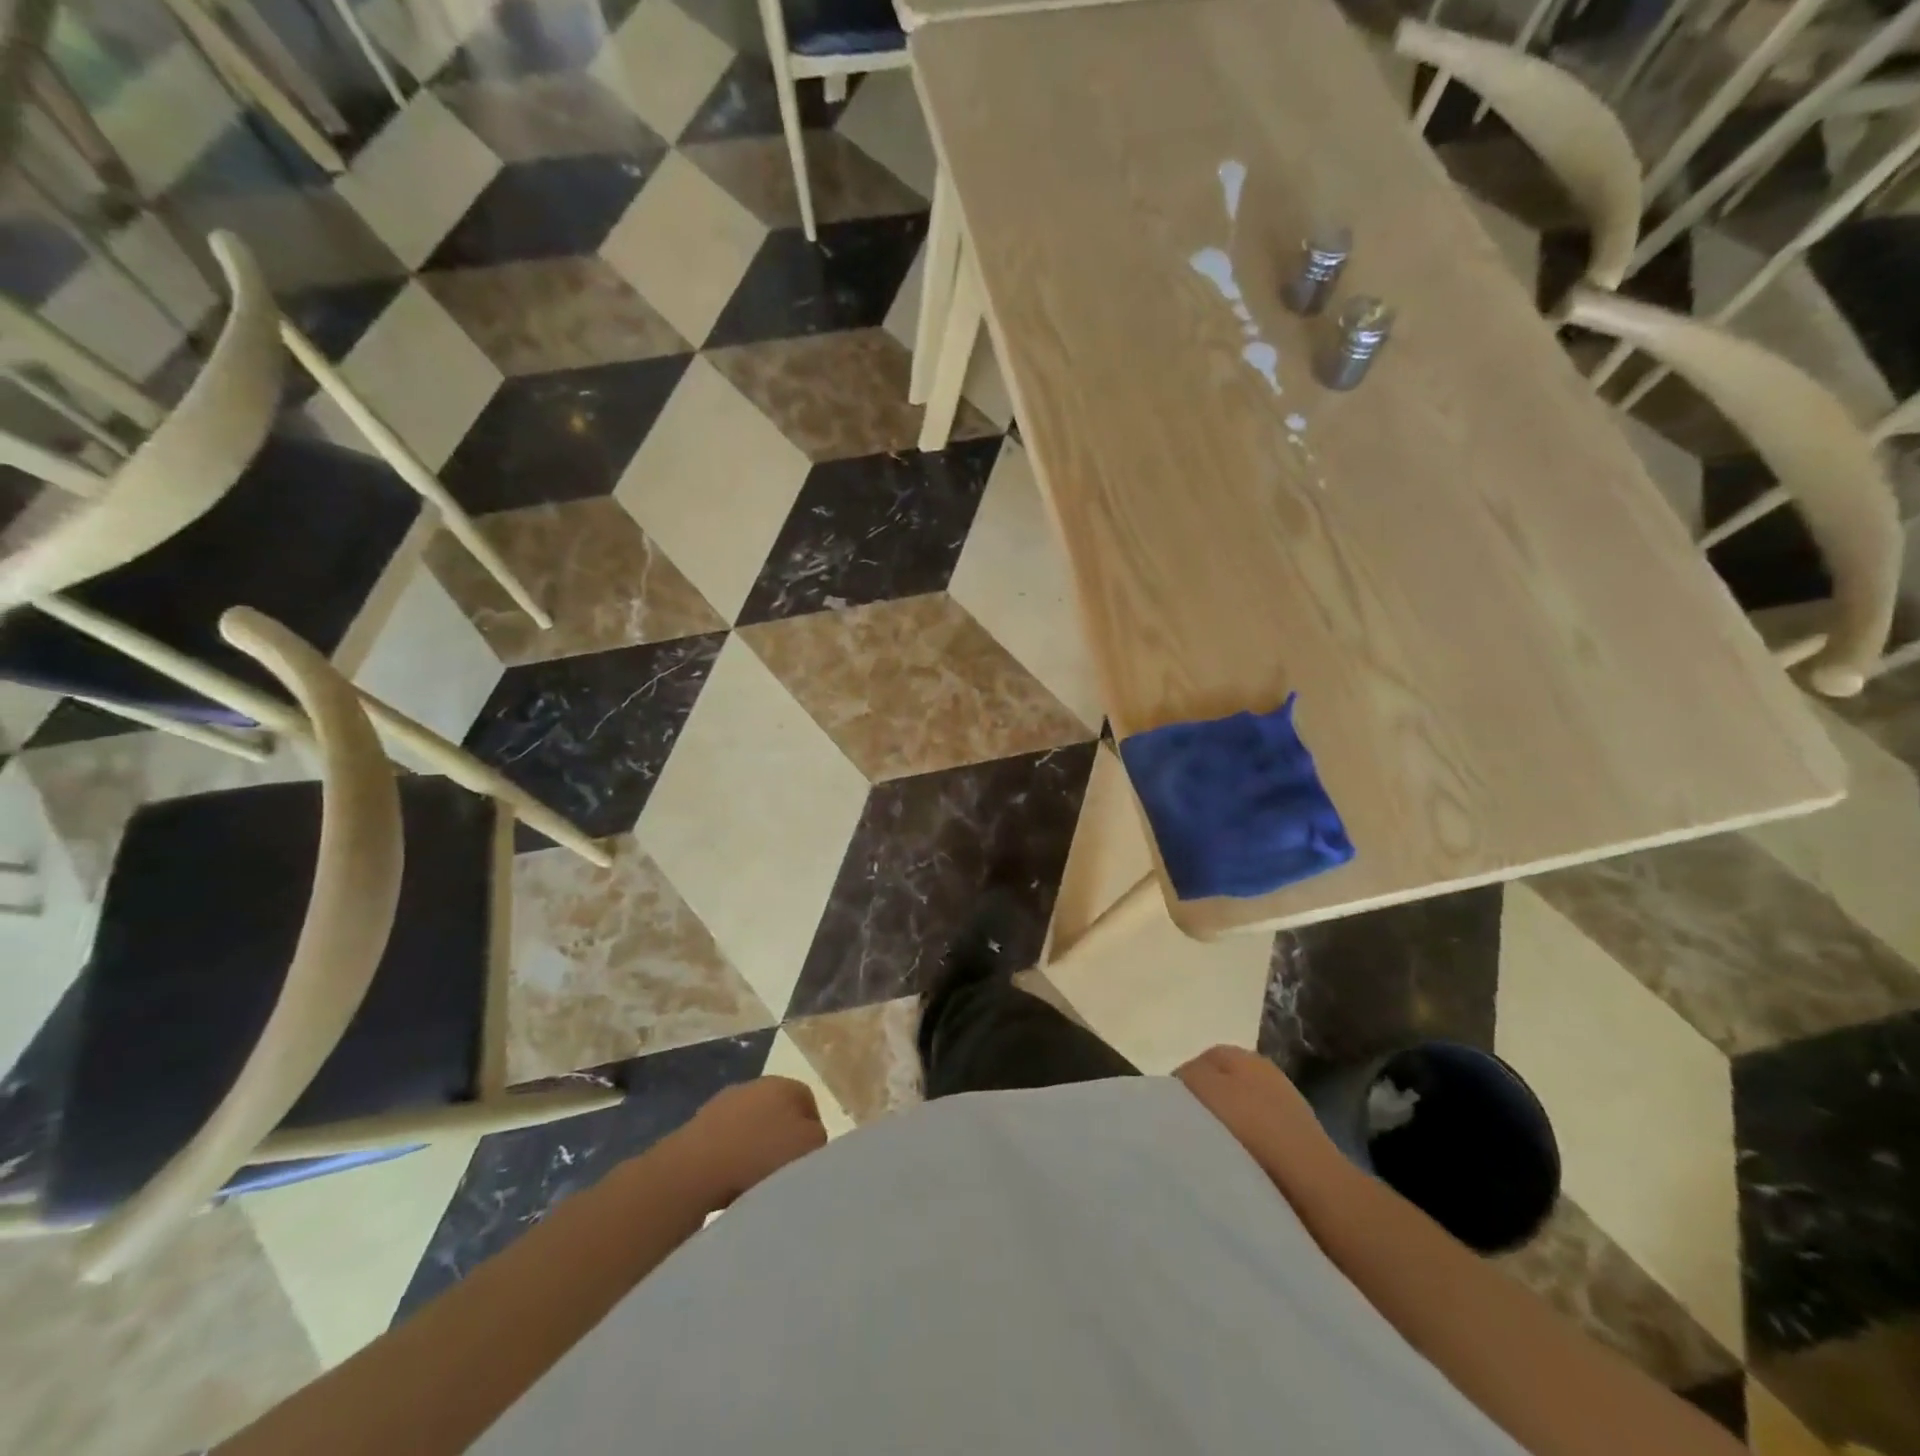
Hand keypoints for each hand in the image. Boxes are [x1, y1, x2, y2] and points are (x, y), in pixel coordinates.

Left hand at [684, 1077, 826, 1206]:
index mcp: (785, 1084)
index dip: (811, 1132)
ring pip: (749, 1125)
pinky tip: (728, 1180)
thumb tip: (809, 1137)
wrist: (695, 1168)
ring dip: (753, 1147)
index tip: (807, 1161)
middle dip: (781, 1137)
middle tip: (783, 1170)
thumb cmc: (760, 1155)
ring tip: (753, 1180)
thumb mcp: (809, 1147)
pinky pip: (725, 1141)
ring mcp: (723, 1102)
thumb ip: (818, 1138)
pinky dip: (729, 1157)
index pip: (808, 1103)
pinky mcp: (698, 1124)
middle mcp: (755, 1084)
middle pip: (778, 1111)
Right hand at [1175, 1045, 1337, 1186]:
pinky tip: (1236, 1165)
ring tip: (1210, 1151)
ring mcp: (1286, 1108)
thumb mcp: (1207, 1090)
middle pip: (1221, 1084)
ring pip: (1239, 1111)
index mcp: (1244, 1056)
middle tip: (1186, 1130)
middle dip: (1203, 1104)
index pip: (1201, 1060)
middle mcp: (1267, 1074)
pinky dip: (1244, 1148)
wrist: (1315, 1187)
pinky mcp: (1298, 1143)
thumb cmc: (1253, 1129)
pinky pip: (1258, 1138)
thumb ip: (1187, 1076)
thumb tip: (1179, 1085)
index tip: (1169, 1112)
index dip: (1181, 1083)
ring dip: (1224, 1128)